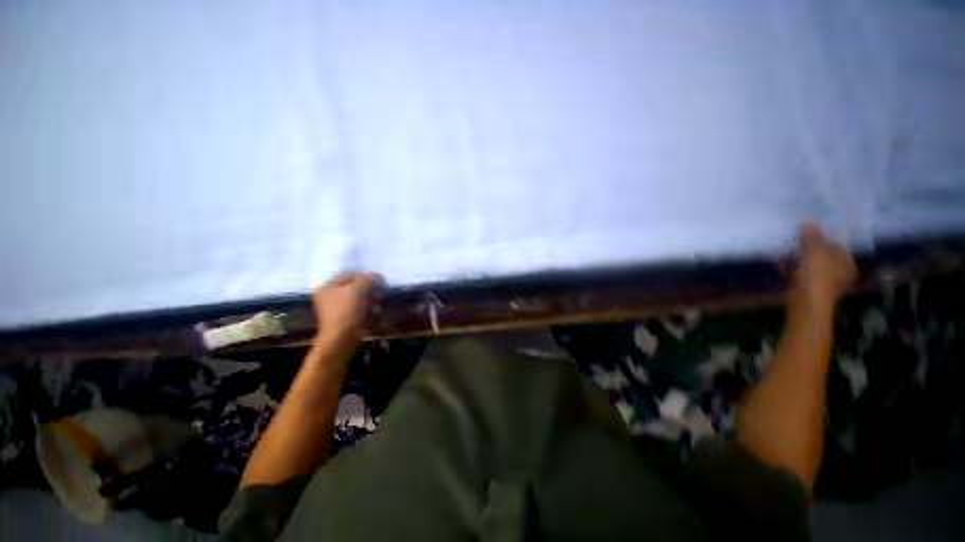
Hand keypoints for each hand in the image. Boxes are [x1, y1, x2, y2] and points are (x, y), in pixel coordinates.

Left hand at [312, 272, 383, 349]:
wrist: (340, 342)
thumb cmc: (346, 312)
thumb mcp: (357, 290)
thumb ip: (368, 280)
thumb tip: (379, 277)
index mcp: (327, 287)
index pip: (348, 275)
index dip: (365, 277)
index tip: (380, 282)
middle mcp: (329, 299)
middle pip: (353, 290)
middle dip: (369, 292)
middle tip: (380, 295)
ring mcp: (336, 314)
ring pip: (357, 304)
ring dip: (370, 304)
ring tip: (378, 309)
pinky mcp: (344, 326)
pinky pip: (358, 316)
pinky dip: (368, 316)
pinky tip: (375, 318)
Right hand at [792, 223, 856, 309]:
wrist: (805, 311)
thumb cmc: (818, 277)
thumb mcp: (815, 247)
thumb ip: (812, 234)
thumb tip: (807, 224)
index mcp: (846, 263)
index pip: (840, 243)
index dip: (829, 234)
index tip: (817, 224)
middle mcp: (839, 275)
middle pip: (827, 256)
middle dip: (815, 247)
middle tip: (802, 231)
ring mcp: (823, 287)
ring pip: (813, 267)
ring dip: (803, 258)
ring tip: (791, 243)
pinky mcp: (808, 295)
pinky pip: (801, 277)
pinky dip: (793, 270)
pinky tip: (783, 260)